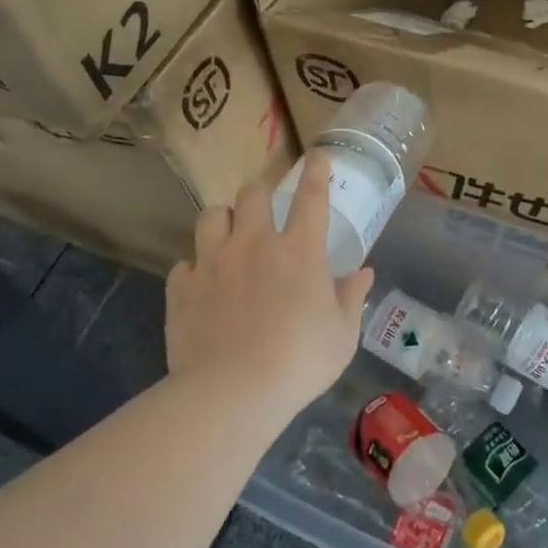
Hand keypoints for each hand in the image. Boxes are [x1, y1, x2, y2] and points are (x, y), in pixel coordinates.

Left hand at [165, 152, 373, 419]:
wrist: (233, 391)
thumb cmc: (300, 361)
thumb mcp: (342, 335)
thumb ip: (352, 298)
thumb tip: (364, 273)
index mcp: (300, 252)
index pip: (312, 198)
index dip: (317, 171)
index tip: (317, 155)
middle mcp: (255, 244)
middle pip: (252, 194)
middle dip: (260, 195)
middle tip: (264, 212)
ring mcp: (214, 262)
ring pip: (211, 216)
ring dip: (222, 220)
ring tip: (227, 236)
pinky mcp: (182, 287)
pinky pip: (184, 264)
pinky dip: (194, 269)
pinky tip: (202, 285)